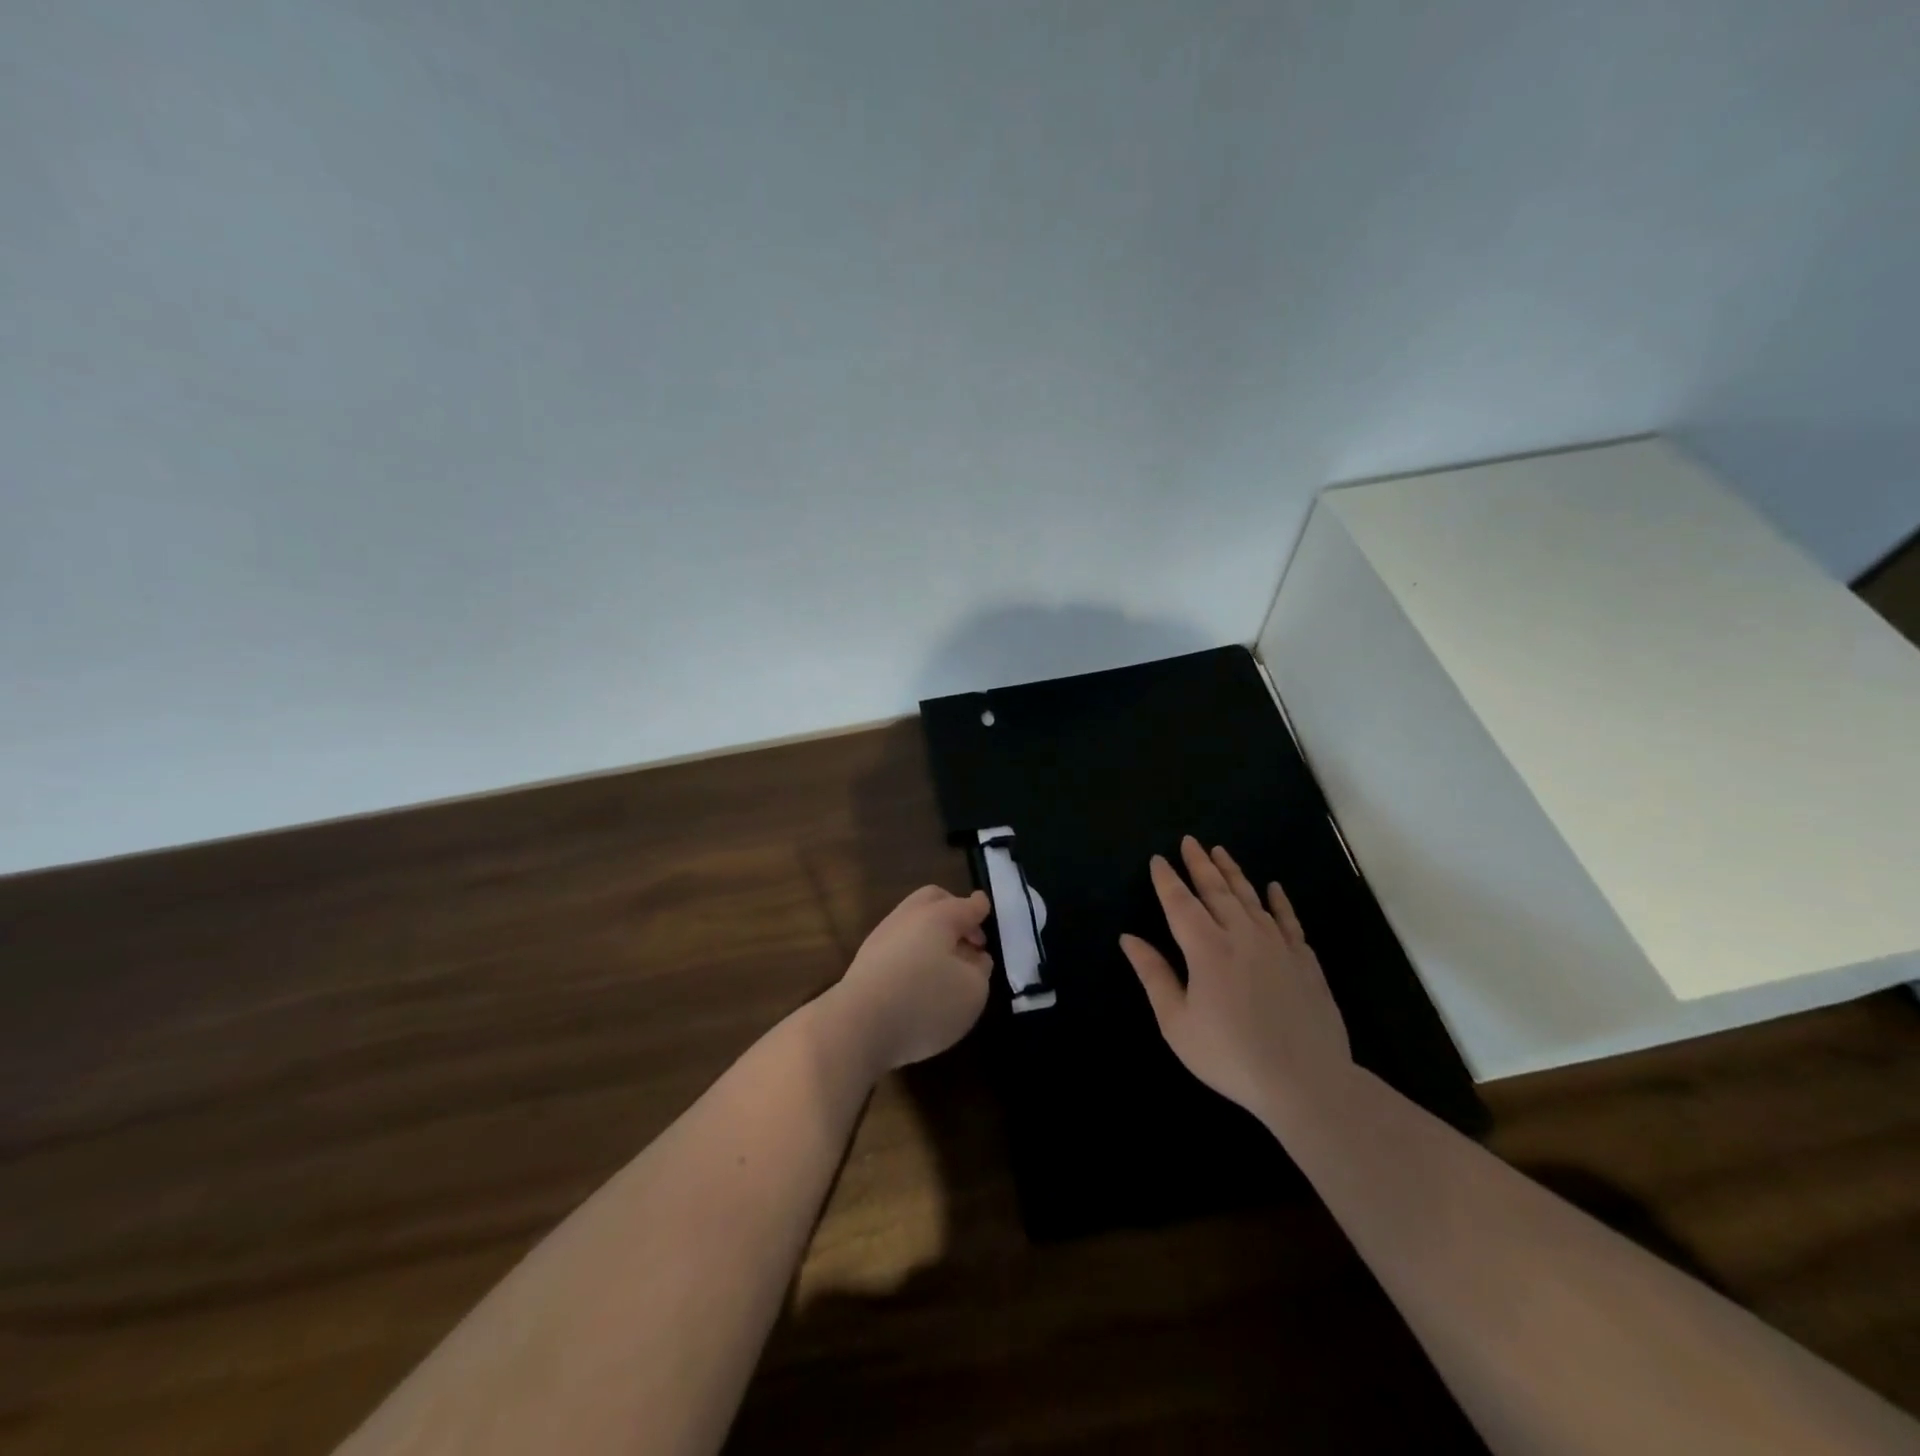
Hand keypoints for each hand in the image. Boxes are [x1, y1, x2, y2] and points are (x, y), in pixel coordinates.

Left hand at [831, 886, 993, 1071]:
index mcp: (938, 915)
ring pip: (913, 922)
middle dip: (954, 912)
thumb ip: (980, 969)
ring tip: (946, 964)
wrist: (856, 1025)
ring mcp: (882, 936)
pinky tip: (920, 978)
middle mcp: (908, 916)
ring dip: (933, 935)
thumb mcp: (973, 991)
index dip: (981, 909)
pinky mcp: (866, 961)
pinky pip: (898, 944)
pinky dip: (914, 952)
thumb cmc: (924, 1002)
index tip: (986, 912)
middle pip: (934, 900)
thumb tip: (974, 957)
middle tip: (969, 939)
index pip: (967, 905)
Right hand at [1120, 836, 1352, 1128]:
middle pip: (1216, 890)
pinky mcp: (1305, 960)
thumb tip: (1129, 938)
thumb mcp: (1177, 1022)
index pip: (1180, 903)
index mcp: (1206, 948)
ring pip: (1251, 898)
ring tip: (1220, 852)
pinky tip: (1274, 887)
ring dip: (1233, 873)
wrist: (1306, 1083)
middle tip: (1189, 841)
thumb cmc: (1230, 1056)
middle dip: (1200, 864)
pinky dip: (1280, 901)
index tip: (1158, 860)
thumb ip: (1154, 975)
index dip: (1167, 880)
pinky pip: (1289, 920)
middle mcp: (1242, 935)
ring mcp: (1278, 945)